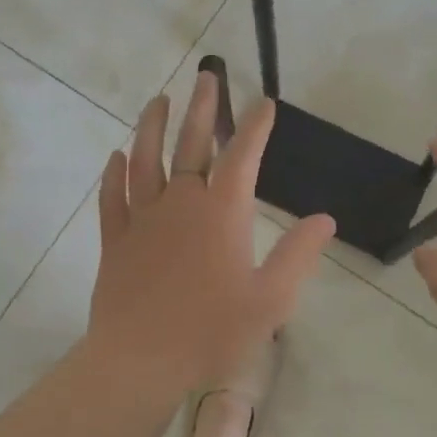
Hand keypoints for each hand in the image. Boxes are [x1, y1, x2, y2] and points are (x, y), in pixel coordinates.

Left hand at [86, 72, 335, 395]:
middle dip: (202, 108)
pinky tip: (115, 157)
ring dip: (151, 126)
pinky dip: (114, 174)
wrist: (140, 361)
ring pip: (145, 160)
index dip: (254, 126)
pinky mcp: (115, 239)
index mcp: (221, 213)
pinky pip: (113, 197)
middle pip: (191, 144)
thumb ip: (298, 255)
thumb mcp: (271, 300)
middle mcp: (181, 203)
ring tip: (158, 100)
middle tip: (206, 76)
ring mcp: (143, 218)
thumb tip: (324, 219)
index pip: (242, 156)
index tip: (263, 101)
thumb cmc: (211, 332)